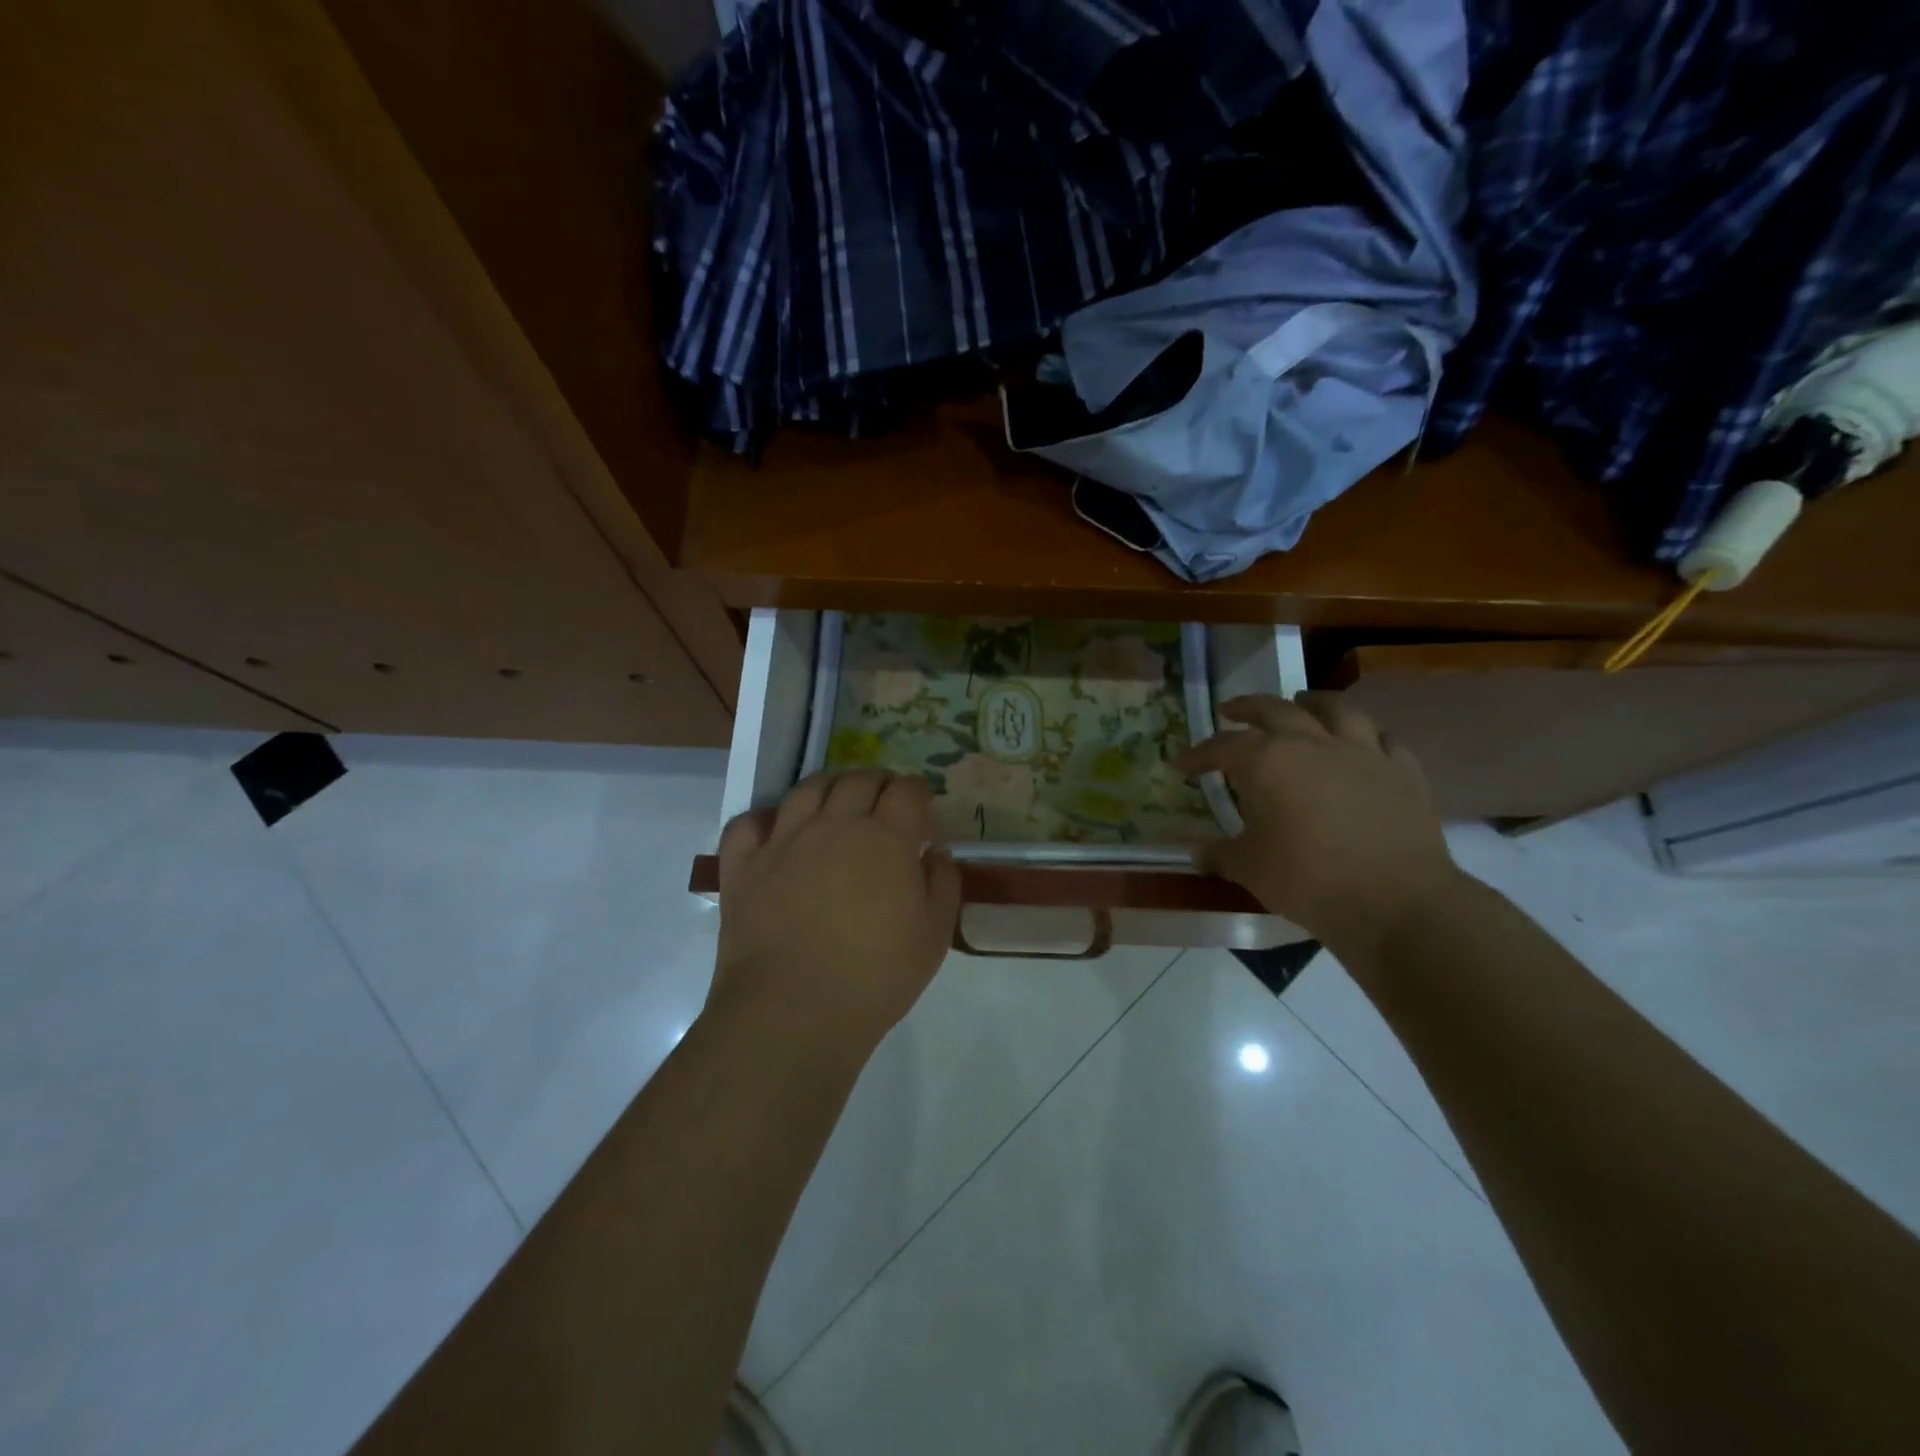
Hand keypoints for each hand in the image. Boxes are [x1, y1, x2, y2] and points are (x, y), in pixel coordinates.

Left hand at [711, 770, 961, 1066]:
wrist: (792, 1012)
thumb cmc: (875, 977)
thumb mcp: (934, 936)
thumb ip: (943, 884)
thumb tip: (934, 853)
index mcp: (885, 838)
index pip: (906, 791)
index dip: (918, 792)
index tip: (922, 806)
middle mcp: (833, 825)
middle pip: (858, 780)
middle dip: (878, 782)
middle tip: (885, 801)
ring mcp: (783, 841)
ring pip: (807, 789)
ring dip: (830, 786)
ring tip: (837, 801)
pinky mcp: (743, 866)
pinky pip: (748, 824)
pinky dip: (764, 819)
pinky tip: (775, 831)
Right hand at [1180, 694, 1458, 954]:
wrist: (1394, 901)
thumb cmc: (1306, 880)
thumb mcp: (1248, 868)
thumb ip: (1218, 853)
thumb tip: (1194, 851)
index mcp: (1266, 761)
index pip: (1222, 747)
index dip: (1198, 755)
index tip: (1181, 764)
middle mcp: (1311, 743)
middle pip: (1274, 710)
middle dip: (1247, 708)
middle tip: (1231, 712)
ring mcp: (1362, 752)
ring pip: (1334, 710)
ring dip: (1311, 702)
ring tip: (1300, 702)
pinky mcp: (1402, 771)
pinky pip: (1382, 739)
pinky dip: (1365, 736)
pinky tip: (1360, 744)